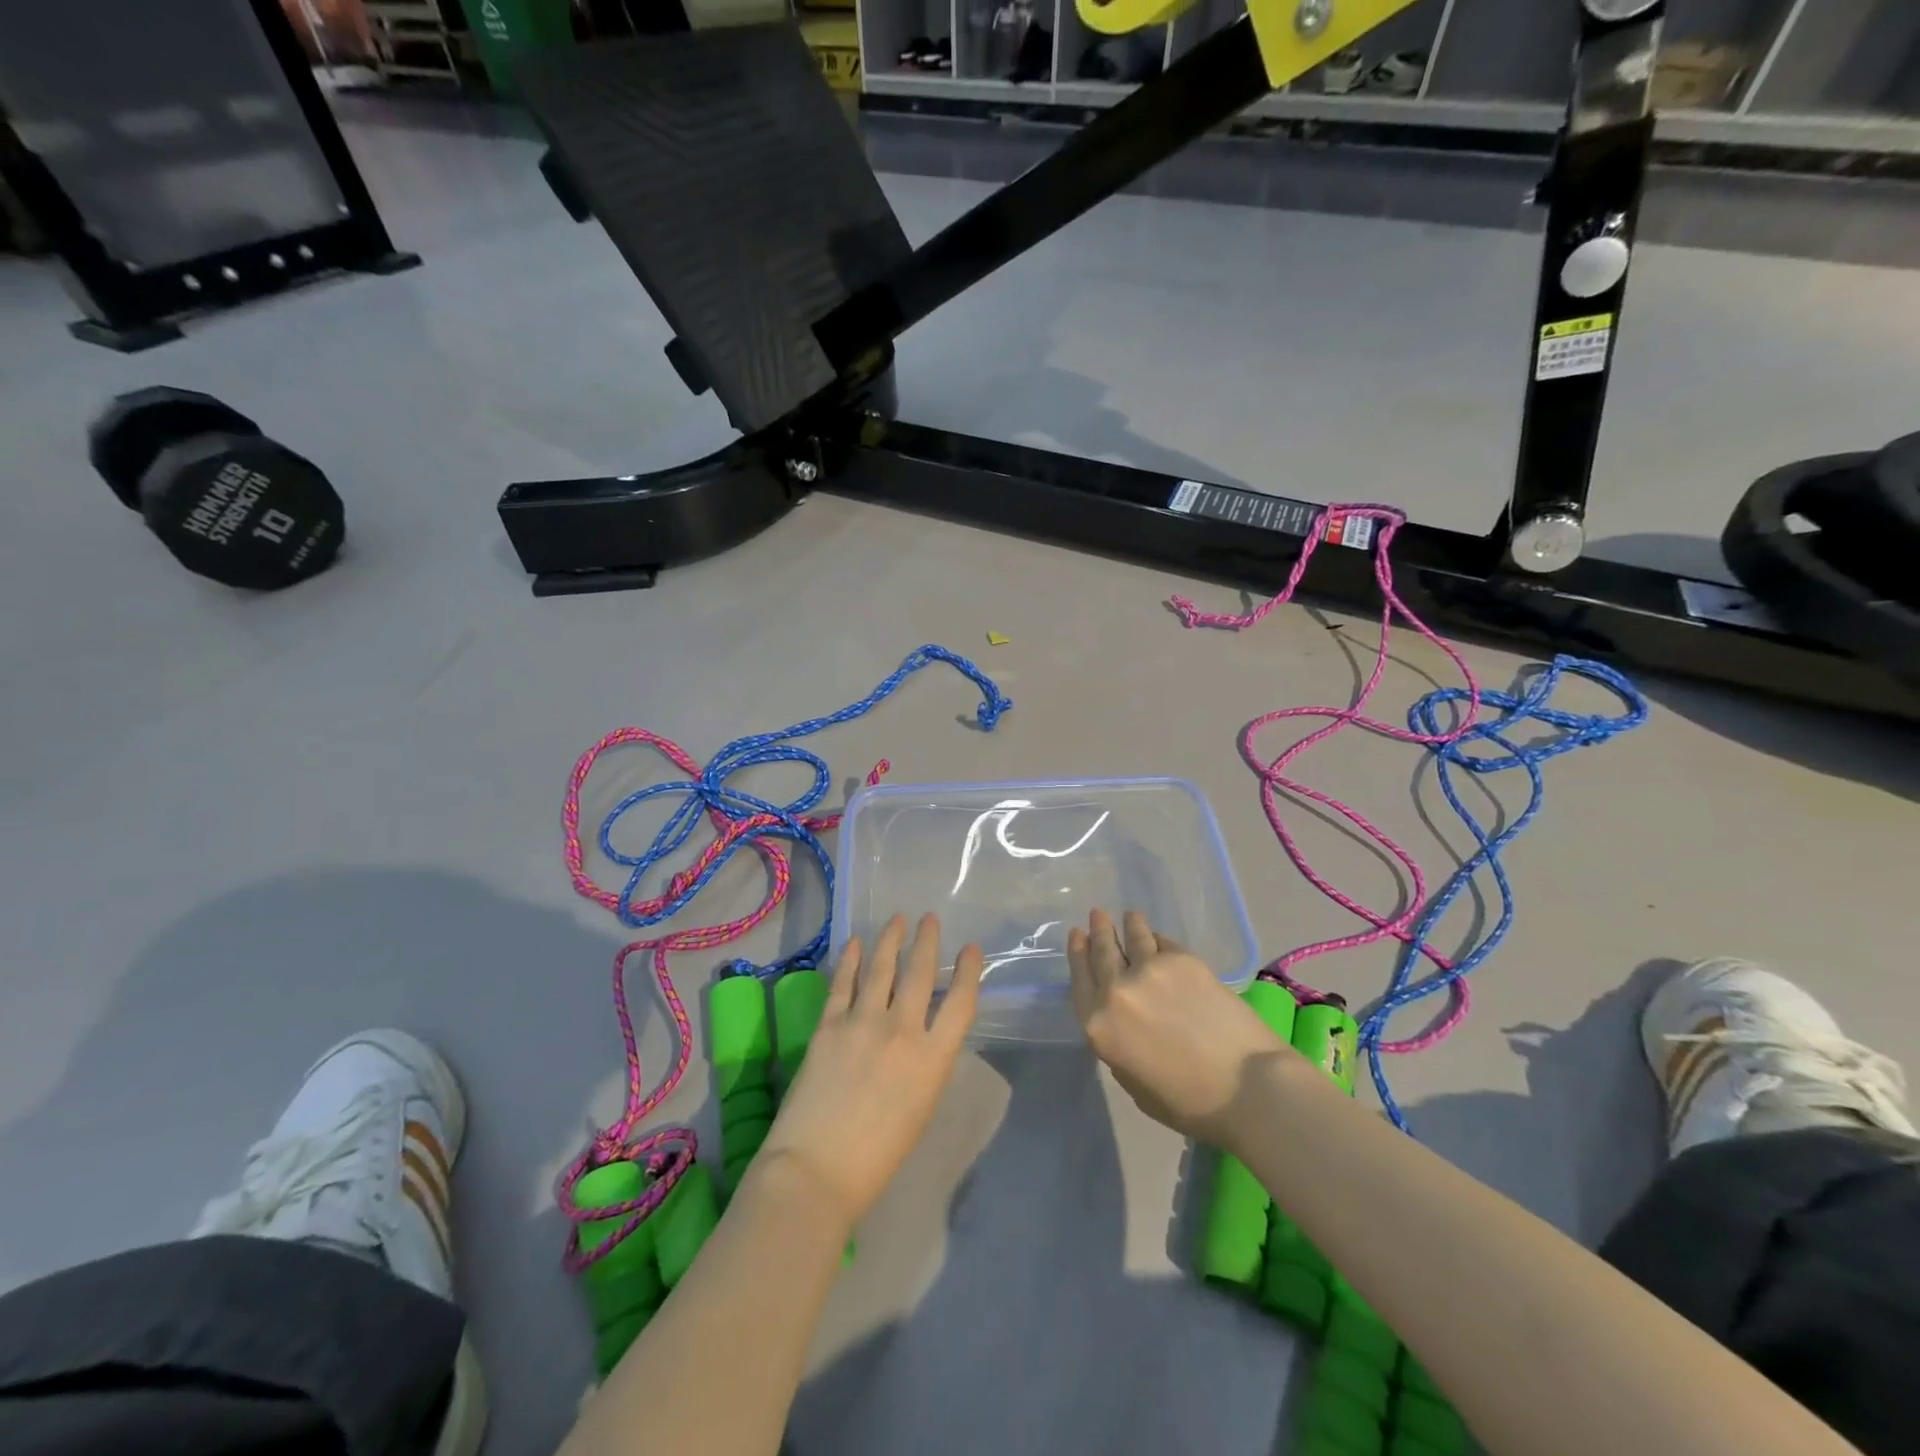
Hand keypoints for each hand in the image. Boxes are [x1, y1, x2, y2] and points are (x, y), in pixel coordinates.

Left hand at [757, 913, 982, 1228]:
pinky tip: (856, 943)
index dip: (968, 971)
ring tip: (898, 919)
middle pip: (920, 973)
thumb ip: (926, 1063)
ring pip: (882, 968)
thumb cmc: (878, 1156)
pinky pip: (843, 983)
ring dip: (891, 939)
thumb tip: (921, 1033)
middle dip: (927, 941)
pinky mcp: (829, 1025)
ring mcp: (862, 1022)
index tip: (970, 949)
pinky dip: (851, 959)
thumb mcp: (921, 1107)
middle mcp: (902, 1030)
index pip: (960, 1002)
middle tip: (929, 918)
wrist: (816, 1171)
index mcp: (933, 1058)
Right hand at [1068, 909, 1287, 1147]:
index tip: (1077, 936)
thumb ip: (1119, 1047)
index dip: (1077, 955)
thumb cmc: (1190, 1103)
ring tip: (1129, 916)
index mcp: (1099, 1026)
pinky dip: (1157, 938)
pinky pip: (1163, 943)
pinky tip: (1158, 937)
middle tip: (1097, 915)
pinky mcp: (1183, 960)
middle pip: (1102, 952)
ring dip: (1129, 924)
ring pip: (1133, 937)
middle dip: (1098, 931)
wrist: (1247, 1086)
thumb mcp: (1135, 1085)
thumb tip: (1123, 1022)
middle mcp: (1116, 991)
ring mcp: (1149, 970)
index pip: (1080, 981)